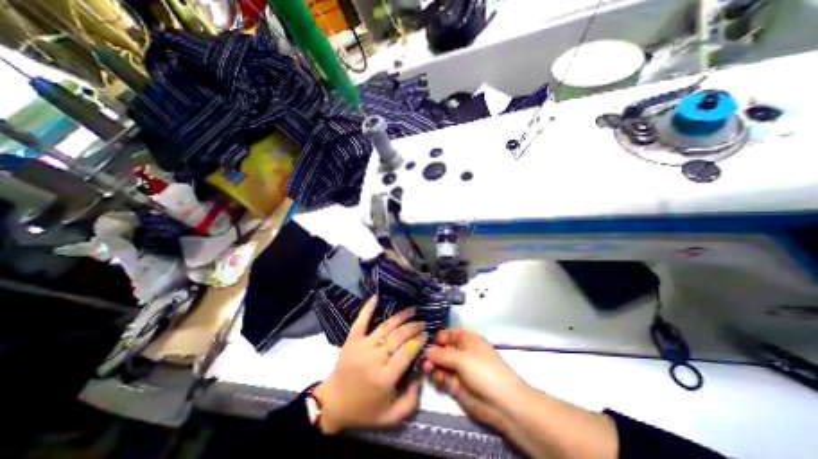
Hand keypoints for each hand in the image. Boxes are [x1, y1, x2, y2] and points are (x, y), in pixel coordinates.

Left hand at [313, 297, 428, 432]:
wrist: (333, 404)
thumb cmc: (363, 411)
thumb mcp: (391, 418)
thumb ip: (410, 402)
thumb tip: (419, 376)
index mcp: (384, 378)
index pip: (406, 353)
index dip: (418, 341)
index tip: (426, 335)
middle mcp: (374, 359)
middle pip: (398, 337)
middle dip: (413, 328)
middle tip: (422, 323)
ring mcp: (361, 346)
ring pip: (385, 327)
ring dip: (401, 317)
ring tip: (412, 310)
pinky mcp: (351, 340)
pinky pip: (360, 321)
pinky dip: (368, 308)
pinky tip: (376, 297)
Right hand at [421, 328, 529, 427]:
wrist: (502, 404)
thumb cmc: (484, 372)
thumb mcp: (462, 358)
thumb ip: (442, 354)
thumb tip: (427, 350)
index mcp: (467, 340)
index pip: (449, 333)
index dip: (439, 337)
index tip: (427, 342)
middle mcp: (462, 352)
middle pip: (442, 349)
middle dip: (433, 353)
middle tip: (424, 359)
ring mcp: (459, 369)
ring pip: (440, 363)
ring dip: (433, 365)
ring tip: (427, 368)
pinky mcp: (456, 385)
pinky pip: (442, 377)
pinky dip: (437, 377)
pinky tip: (436, 377)